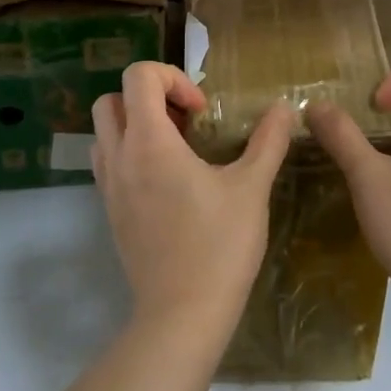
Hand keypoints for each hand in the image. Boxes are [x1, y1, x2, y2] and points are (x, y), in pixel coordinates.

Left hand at [92, 62, 294, 327]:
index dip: (172, 78)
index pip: (138, 76)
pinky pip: (108, 163)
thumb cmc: (219, 246)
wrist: (181, 314)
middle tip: (187, 123)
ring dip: (135, 125)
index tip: (201, 111)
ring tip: (176, 149)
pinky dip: (130, 153)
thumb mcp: (252, 188)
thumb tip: (285, 108)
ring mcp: (108, 186)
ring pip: (104, 131)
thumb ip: (268, 141)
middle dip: (149, 98)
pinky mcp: (109, 211)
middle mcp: (119, 157)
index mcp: (149, 142)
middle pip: (112, 99)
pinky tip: (167, 180)